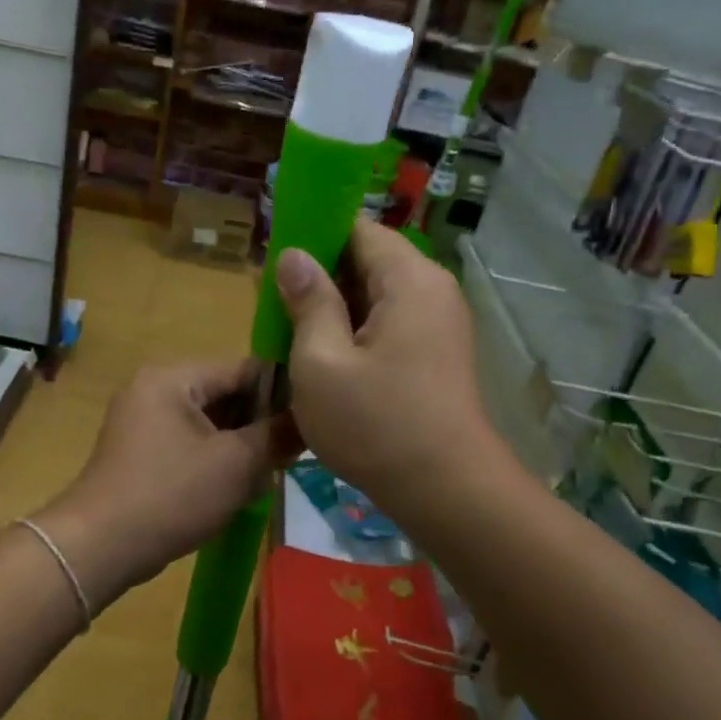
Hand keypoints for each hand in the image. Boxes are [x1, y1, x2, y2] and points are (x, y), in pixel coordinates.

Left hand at [36, 360, 292, 602]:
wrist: (100, 546)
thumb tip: (307, 421)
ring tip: (269, 474)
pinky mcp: (140, 455)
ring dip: (239, 448)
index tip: (313, 420)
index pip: (241, 369)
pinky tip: (238, 489)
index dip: (281, 393)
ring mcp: (142, 423)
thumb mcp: (235, 464)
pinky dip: (214, 463)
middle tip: (292, 454)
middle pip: (224, 396)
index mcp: (172, 378)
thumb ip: (276, 436)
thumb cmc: (171, 495)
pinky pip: (189, 447)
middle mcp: (153, 390)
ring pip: (208, 425)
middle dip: (259, 426)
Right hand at [277, 219, 495, 511]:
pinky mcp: (437, 354)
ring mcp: (440, 323)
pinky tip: (324, 359)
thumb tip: (294, 256)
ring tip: (291, 335)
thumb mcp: (321, 362)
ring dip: (334, 309)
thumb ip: (308, 302)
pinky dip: (355, 332)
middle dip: (319, 277)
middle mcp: (432, 290)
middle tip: (273, 307)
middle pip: (368, 261)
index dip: (312, 237)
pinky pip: (389, 324)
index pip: (357, 228)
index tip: (274, 263)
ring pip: (376, 296)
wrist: (446, 491)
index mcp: (408, 279)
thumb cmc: (375, 424)